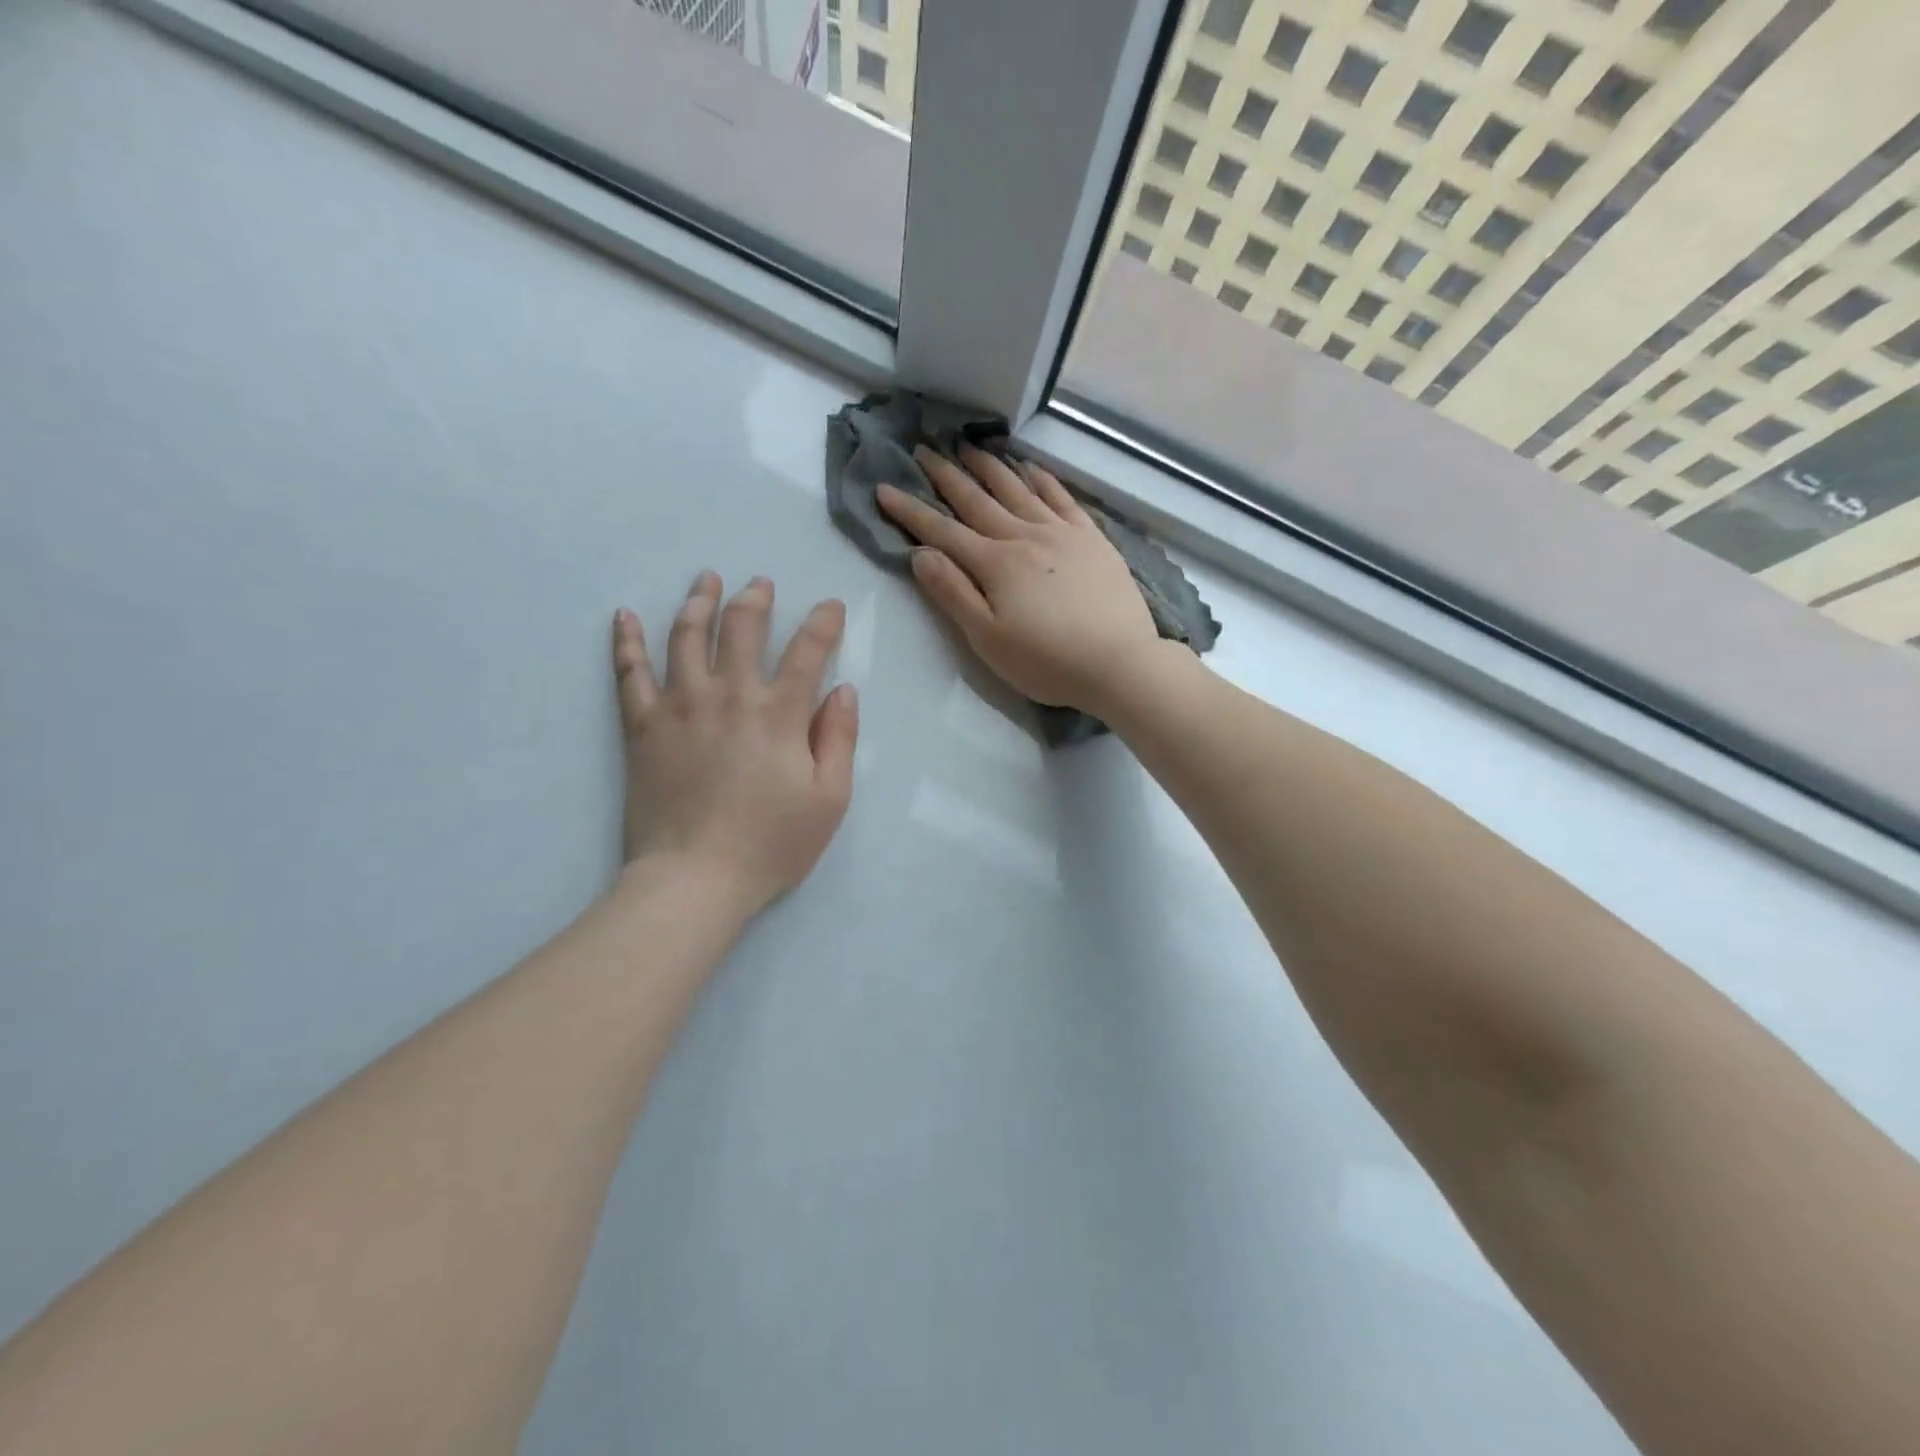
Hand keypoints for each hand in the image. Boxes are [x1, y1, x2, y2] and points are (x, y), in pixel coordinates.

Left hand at [611, 573, 857, 918]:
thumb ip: (839, 739)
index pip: (807, 651)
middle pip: (742, 629)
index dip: (823, 622)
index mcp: (779, 713)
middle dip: (755, 599)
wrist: (693, 880)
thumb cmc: (770, 844)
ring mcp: (680, 707)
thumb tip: (843, 690)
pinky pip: (629, 674)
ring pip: (686, 637)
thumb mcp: (829, 799)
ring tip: (705, 580)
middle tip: (760, 583)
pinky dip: (626, 642)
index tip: (831, 605)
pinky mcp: (642, 727)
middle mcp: (729, 696)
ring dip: (698, 603)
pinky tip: (623, 616)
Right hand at [877, 444, 1163, 715]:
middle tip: (924, 448)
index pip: (942, 531)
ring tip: (968, 445)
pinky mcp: (1092, 538)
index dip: (910, 511)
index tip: (885, 488)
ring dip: (989, 466)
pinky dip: (1042, 478)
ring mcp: (1061, 532)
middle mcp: (1024, 536)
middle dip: (946, 475)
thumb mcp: (988, 639)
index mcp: (994, 564)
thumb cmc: (1047, 661)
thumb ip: (953, 594)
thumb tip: (920, 554)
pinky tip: (1030, 467)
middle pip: (977, 500)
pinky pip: (1061, 497)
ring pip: (1017, 489)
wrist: (1119, 663)